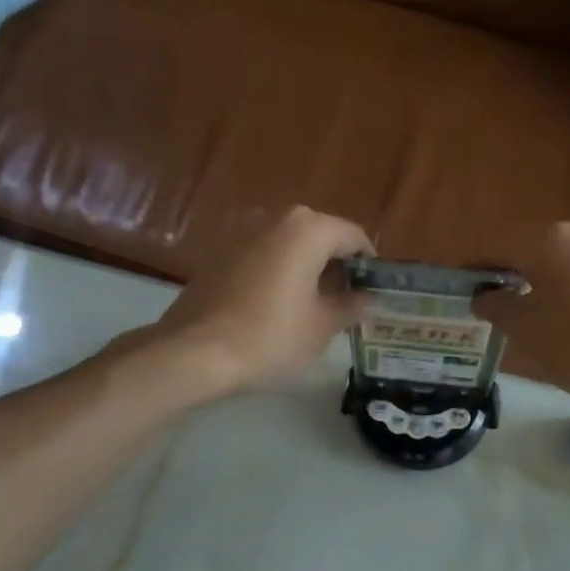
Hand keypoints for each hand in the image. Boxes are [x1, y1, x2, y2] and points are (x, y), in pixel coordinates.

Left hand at [146, 205, 372, 394]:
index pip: (353, 237)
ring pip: (290, 245)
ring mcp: (242, 232)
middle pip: (320, 236)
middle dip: (337, 266)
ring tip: (314, 307)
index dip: (369, 265)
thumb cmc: (270, 337)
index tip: (374, 293)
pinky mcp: (219, 252)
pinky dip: (279, 272)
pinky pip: (263, 255)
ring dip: (307, 269)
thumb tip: (369, 300)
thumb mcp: (321, 327)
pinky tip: (279, 306)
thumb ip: (351, 307)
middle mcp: (275, 218)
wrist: (195, 352)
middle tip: (347, 303)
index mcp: (307, 229)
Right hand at [474, 208, 569, 420]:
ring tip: (553, 293)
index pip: (497, 244)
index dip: (475, 264)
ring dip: (557, 262)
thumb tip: (485, 293)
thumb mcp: (532, 337)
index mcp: (546, 241)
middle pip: (536, 240)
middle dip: (516, 265)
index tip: (463, 284)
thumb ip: (500, 308)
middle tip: (506, 298)